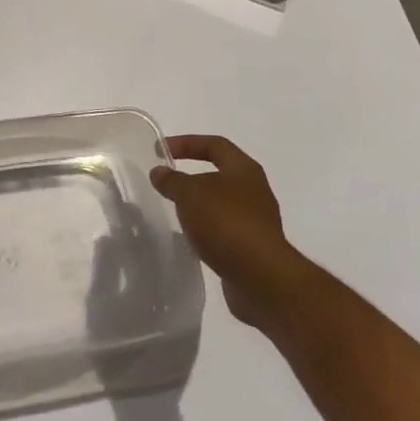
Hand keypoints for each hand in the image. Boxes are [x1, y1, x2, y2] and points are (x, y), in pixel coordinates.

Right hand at [151, 135, 303, 332]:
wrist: (260, 277)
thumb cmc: (226, 223)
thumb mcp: (190, 194)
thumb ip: (172, 180)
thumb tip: (159, 172)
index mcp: (244, 170)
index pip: (214, 144)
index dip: (186, 142)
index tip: (161, 151)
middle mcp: (254, 191)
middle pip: (220, 174)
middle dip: (192, 175)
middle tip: (166, 182)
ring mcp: (256, 221)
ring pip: (221, 203)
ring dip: (198, 205)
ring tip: (174, 210)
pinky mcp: (252, 247)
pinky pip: (223, 229)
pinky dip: (205, 229)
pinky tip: (190, 237)